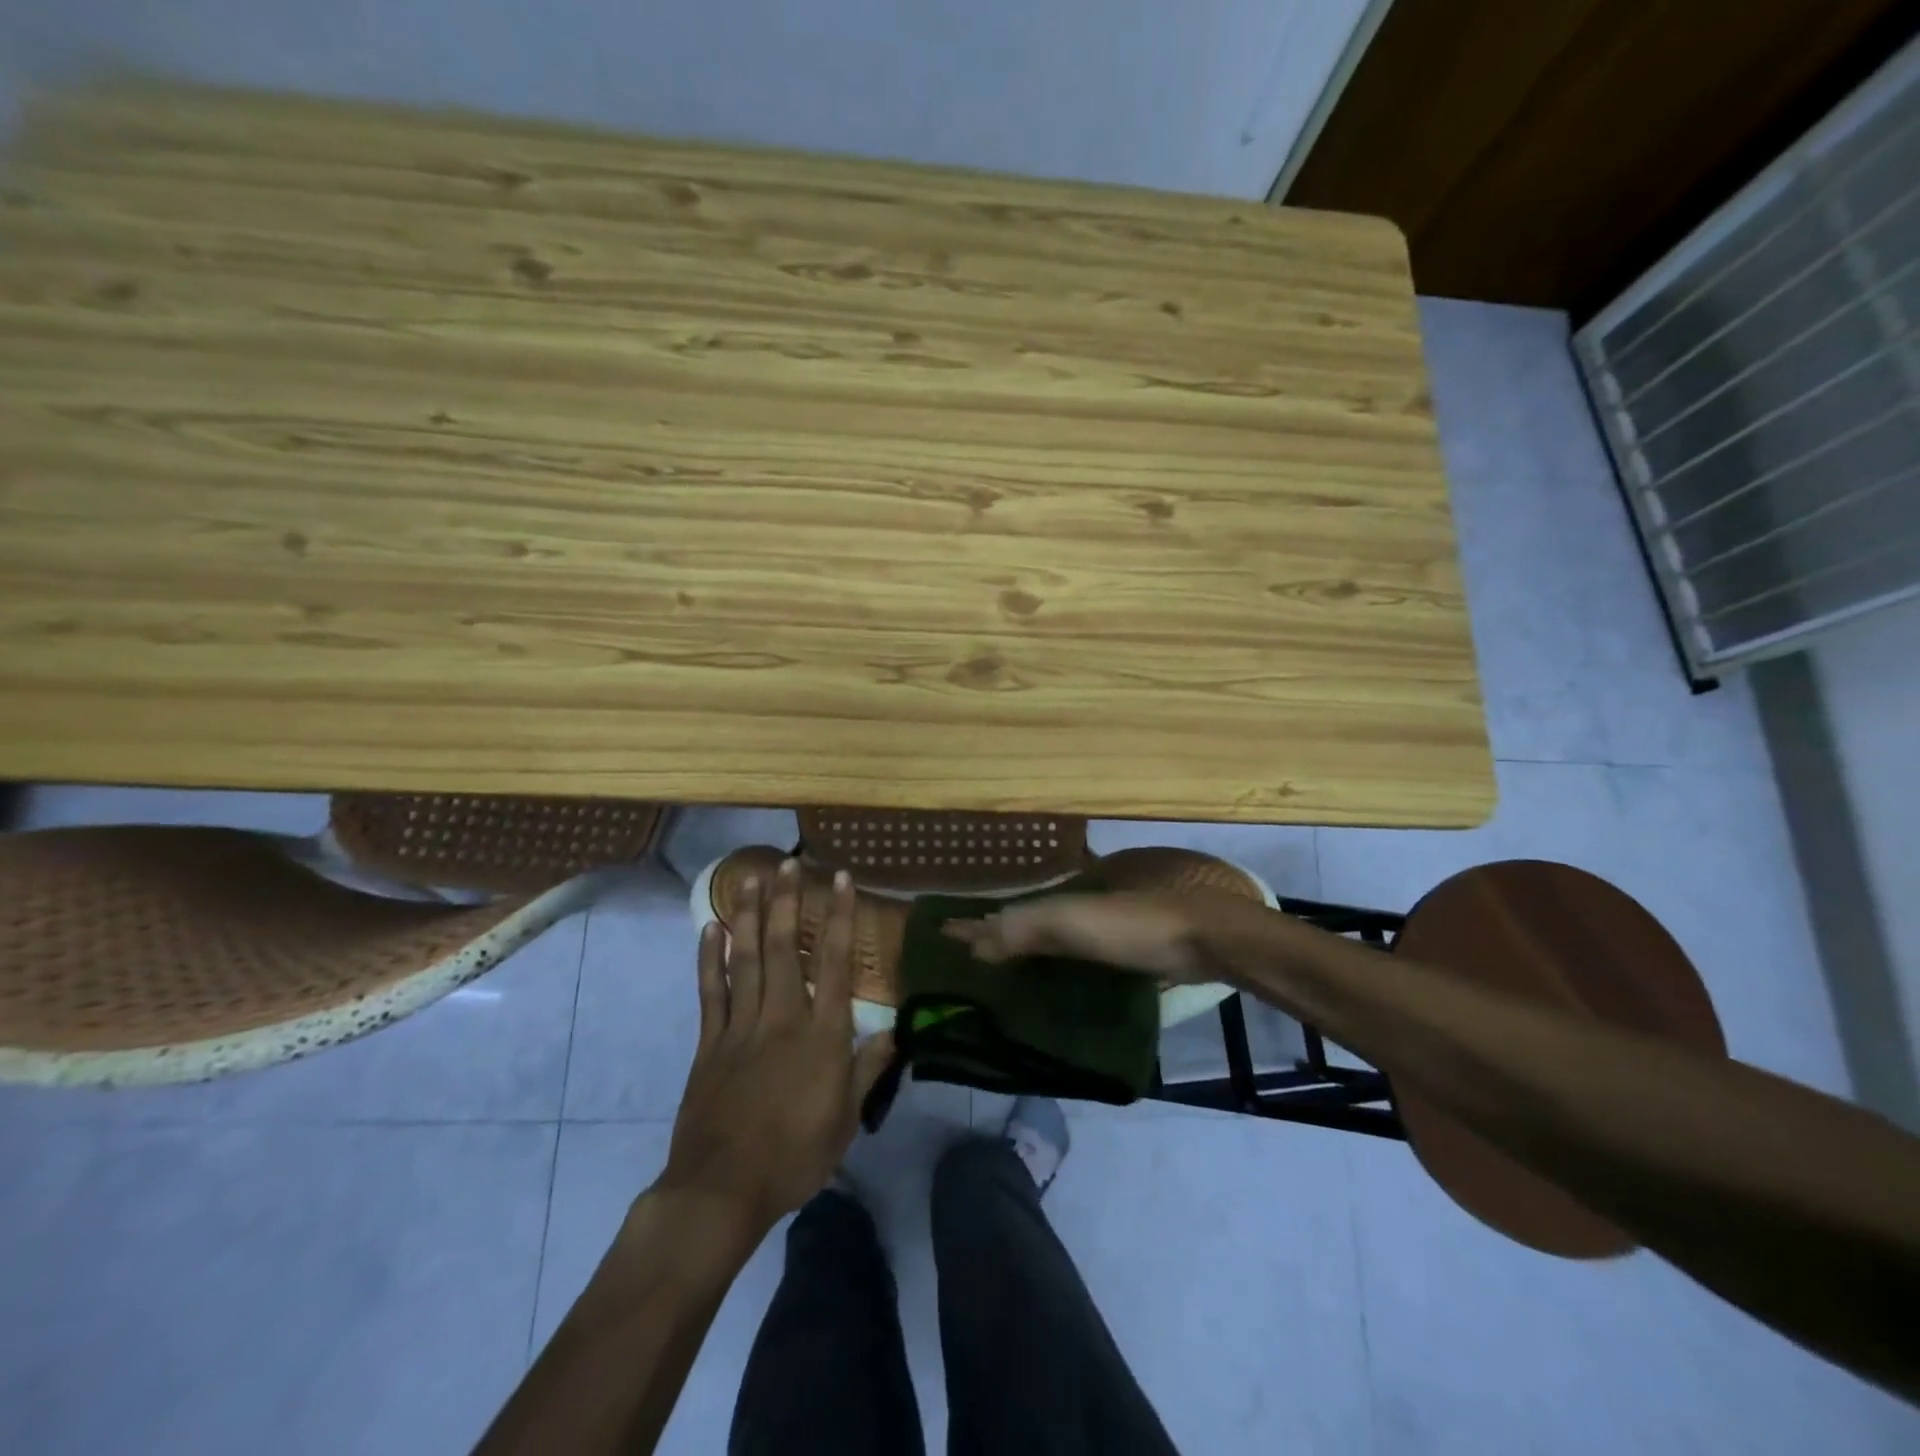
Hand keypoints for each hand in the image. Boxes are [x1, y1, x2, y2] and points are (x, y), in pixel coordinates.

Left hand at [655, 859, 894, 1236]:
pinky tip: (712, 929)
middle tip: (790, 863)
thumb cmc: (795, 1156)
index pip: (838, 963)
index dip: (841, 918)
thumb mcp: (846, 1119)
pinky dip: (711, 957)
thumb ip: (868, 1070)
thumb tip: (895, 1033)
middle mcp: (783, 1017)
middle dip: (789, 902)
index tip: (841, 880)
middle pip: (787, 948)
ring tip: (753, 879)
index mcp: (822, 1035)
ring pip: (747, 958)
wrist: (722, 1189)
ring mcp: (742, 1026)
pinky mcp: (710, 1041)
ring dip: (751, 916)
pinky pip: (711, 990)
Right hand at [944, 892, 1213, 982]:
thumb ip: (1023, 929)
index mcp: (1055, 902)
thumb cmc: (1132, 928)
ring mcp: (1096, 934)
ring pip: (1045, 944)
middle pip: (1020, 927)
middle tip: (960, 965)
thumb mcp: (1072, 923)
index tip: (939, 937)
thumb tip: (972, 945)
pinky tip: (1046, 986)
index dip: (972, 927)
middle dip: (991, 940)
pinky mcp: (1118, 955)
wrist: (1203, 937)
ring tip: (994, 979)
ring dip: (1019, 956)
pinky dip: (1050, 969)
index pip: (1002, 915)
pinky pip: (1070, 961)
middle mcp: (1070, 913)